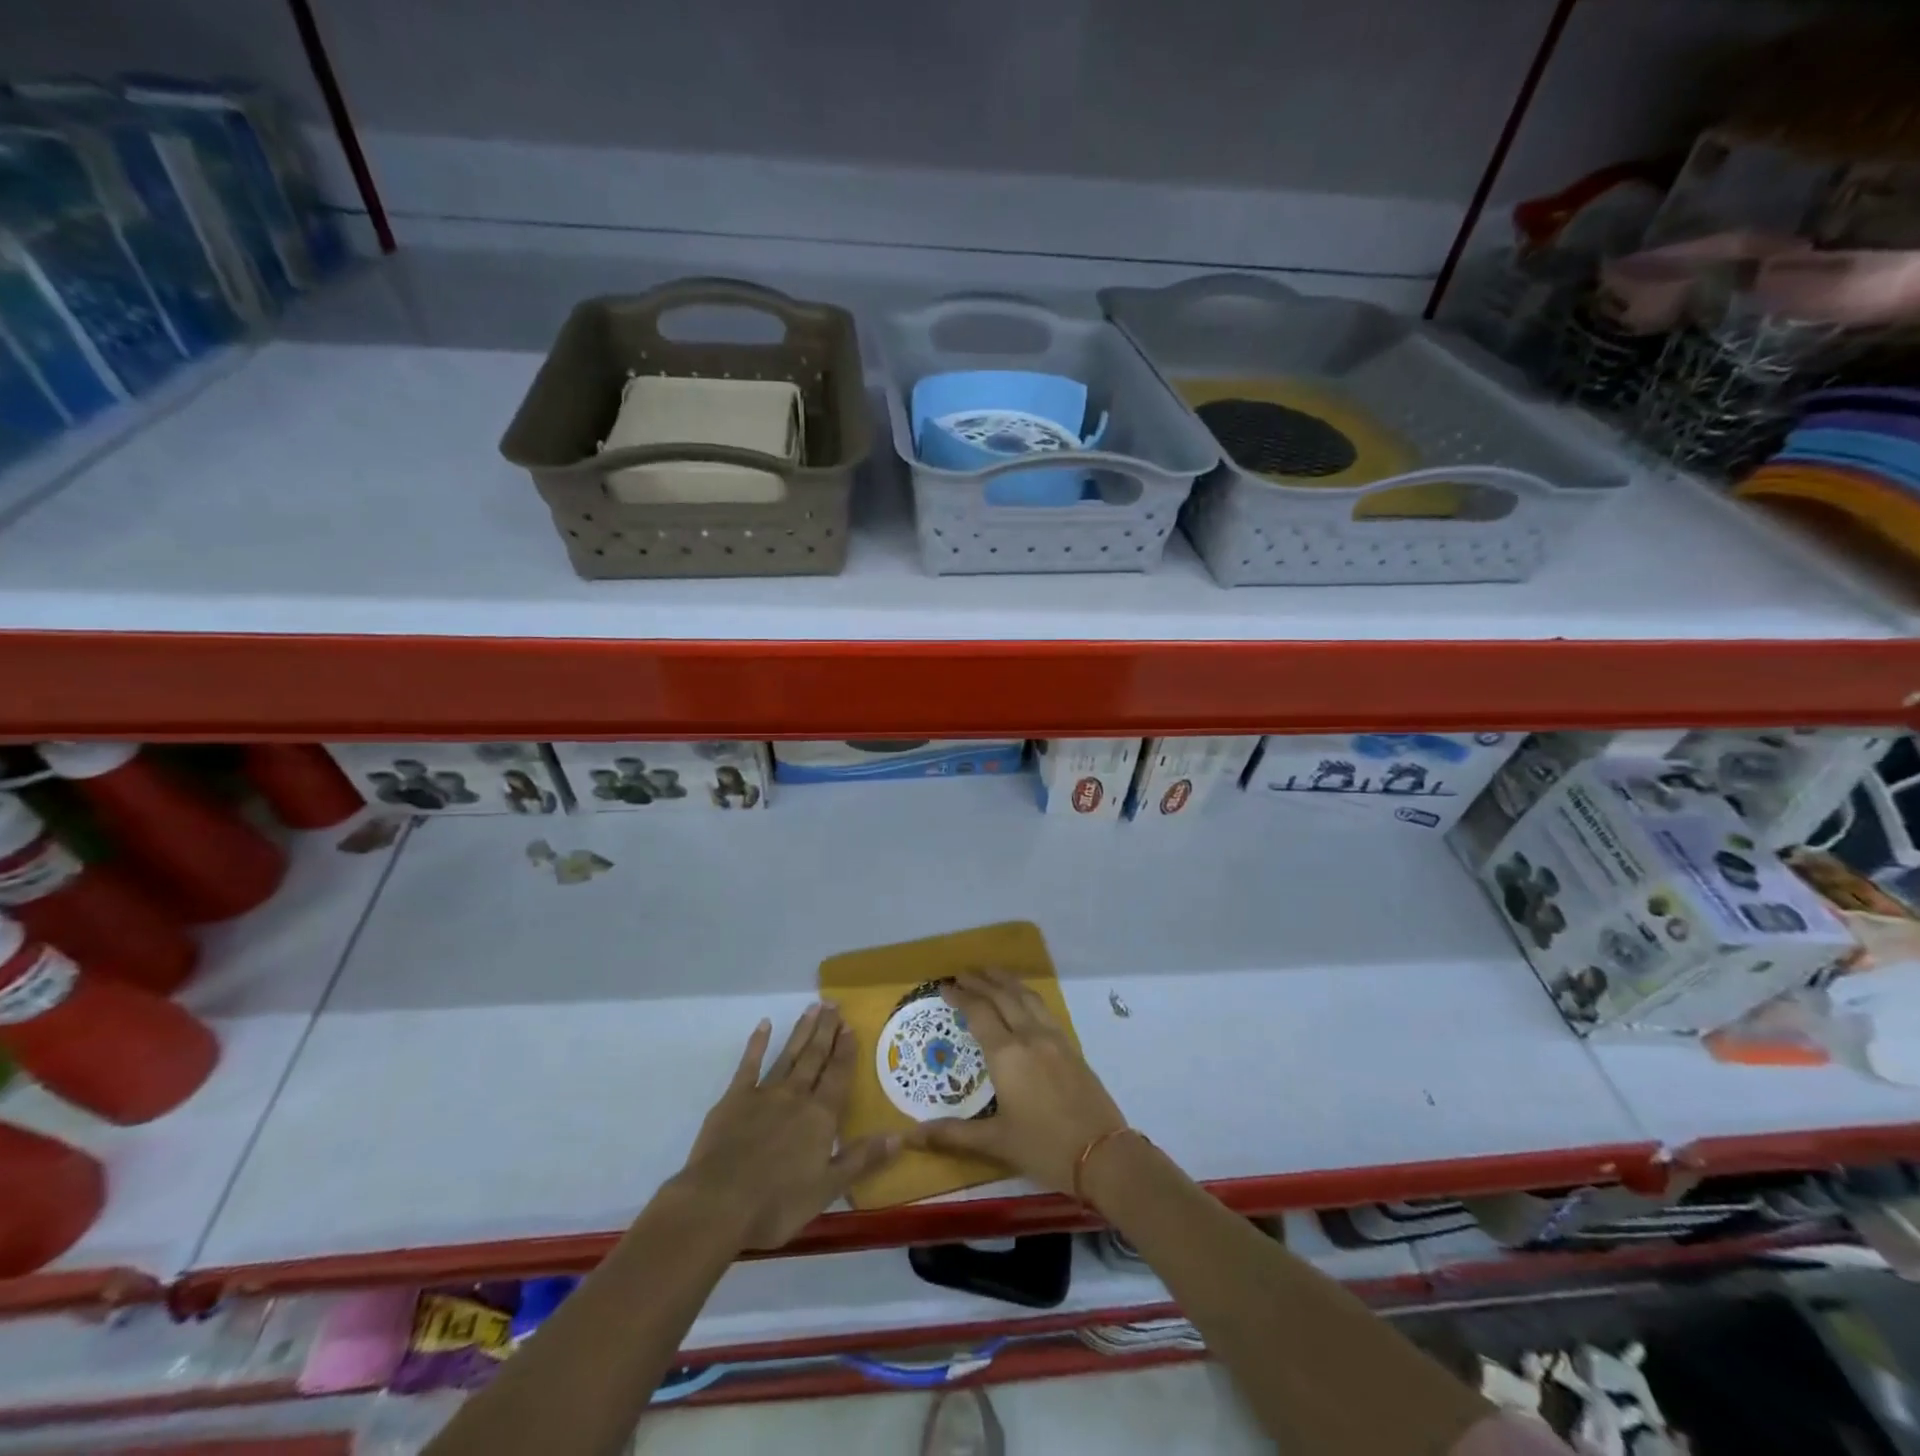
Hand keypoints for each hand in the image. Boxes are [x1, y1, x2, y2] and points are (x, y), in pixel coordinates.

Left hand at [672, 1004, 899, 1249]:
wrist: (718, 1203)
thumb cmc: (777, 1203)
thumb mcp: (827, 1188)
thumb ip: (862, 1159)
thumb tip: (900, 1136)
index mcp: (820, 1116)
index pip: (838, 1075)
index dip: (846, 1050)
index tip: (850, 1025)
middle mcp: (796, 1096)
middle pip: (815, 1057)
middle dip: (826, 1030)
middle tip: (833, 1004)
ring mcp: (763, 1094)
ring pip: (788, 1055)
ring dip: (802, 1031)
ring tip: (812, 1007)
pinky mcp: (734, 1099)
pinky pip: (749, 1065)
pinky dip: (757, 1044)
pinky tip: (764, 1025)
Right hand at [907, 969, 1127, 1193]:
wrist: (1103, 1155)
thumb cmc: (1044, 1148)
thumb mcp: (996, 1142)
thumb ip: (954, 1134)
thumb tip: (913, 1135)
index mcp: (1007, 1055)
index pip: (979, 1013)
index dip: (961, 997)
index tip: (945, 986)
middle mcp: (1029, 1036)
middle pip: (1002, 997)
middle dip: (981, 982)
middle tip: (962, 973)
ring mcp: (1054, 1038)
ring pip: (1027, 997)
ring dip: (1006, 981)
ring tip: (991, 972)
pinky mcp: (1071, 1046)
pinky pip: (1044, 1008)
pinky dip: (1027, 995)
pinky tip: (1024, 999)